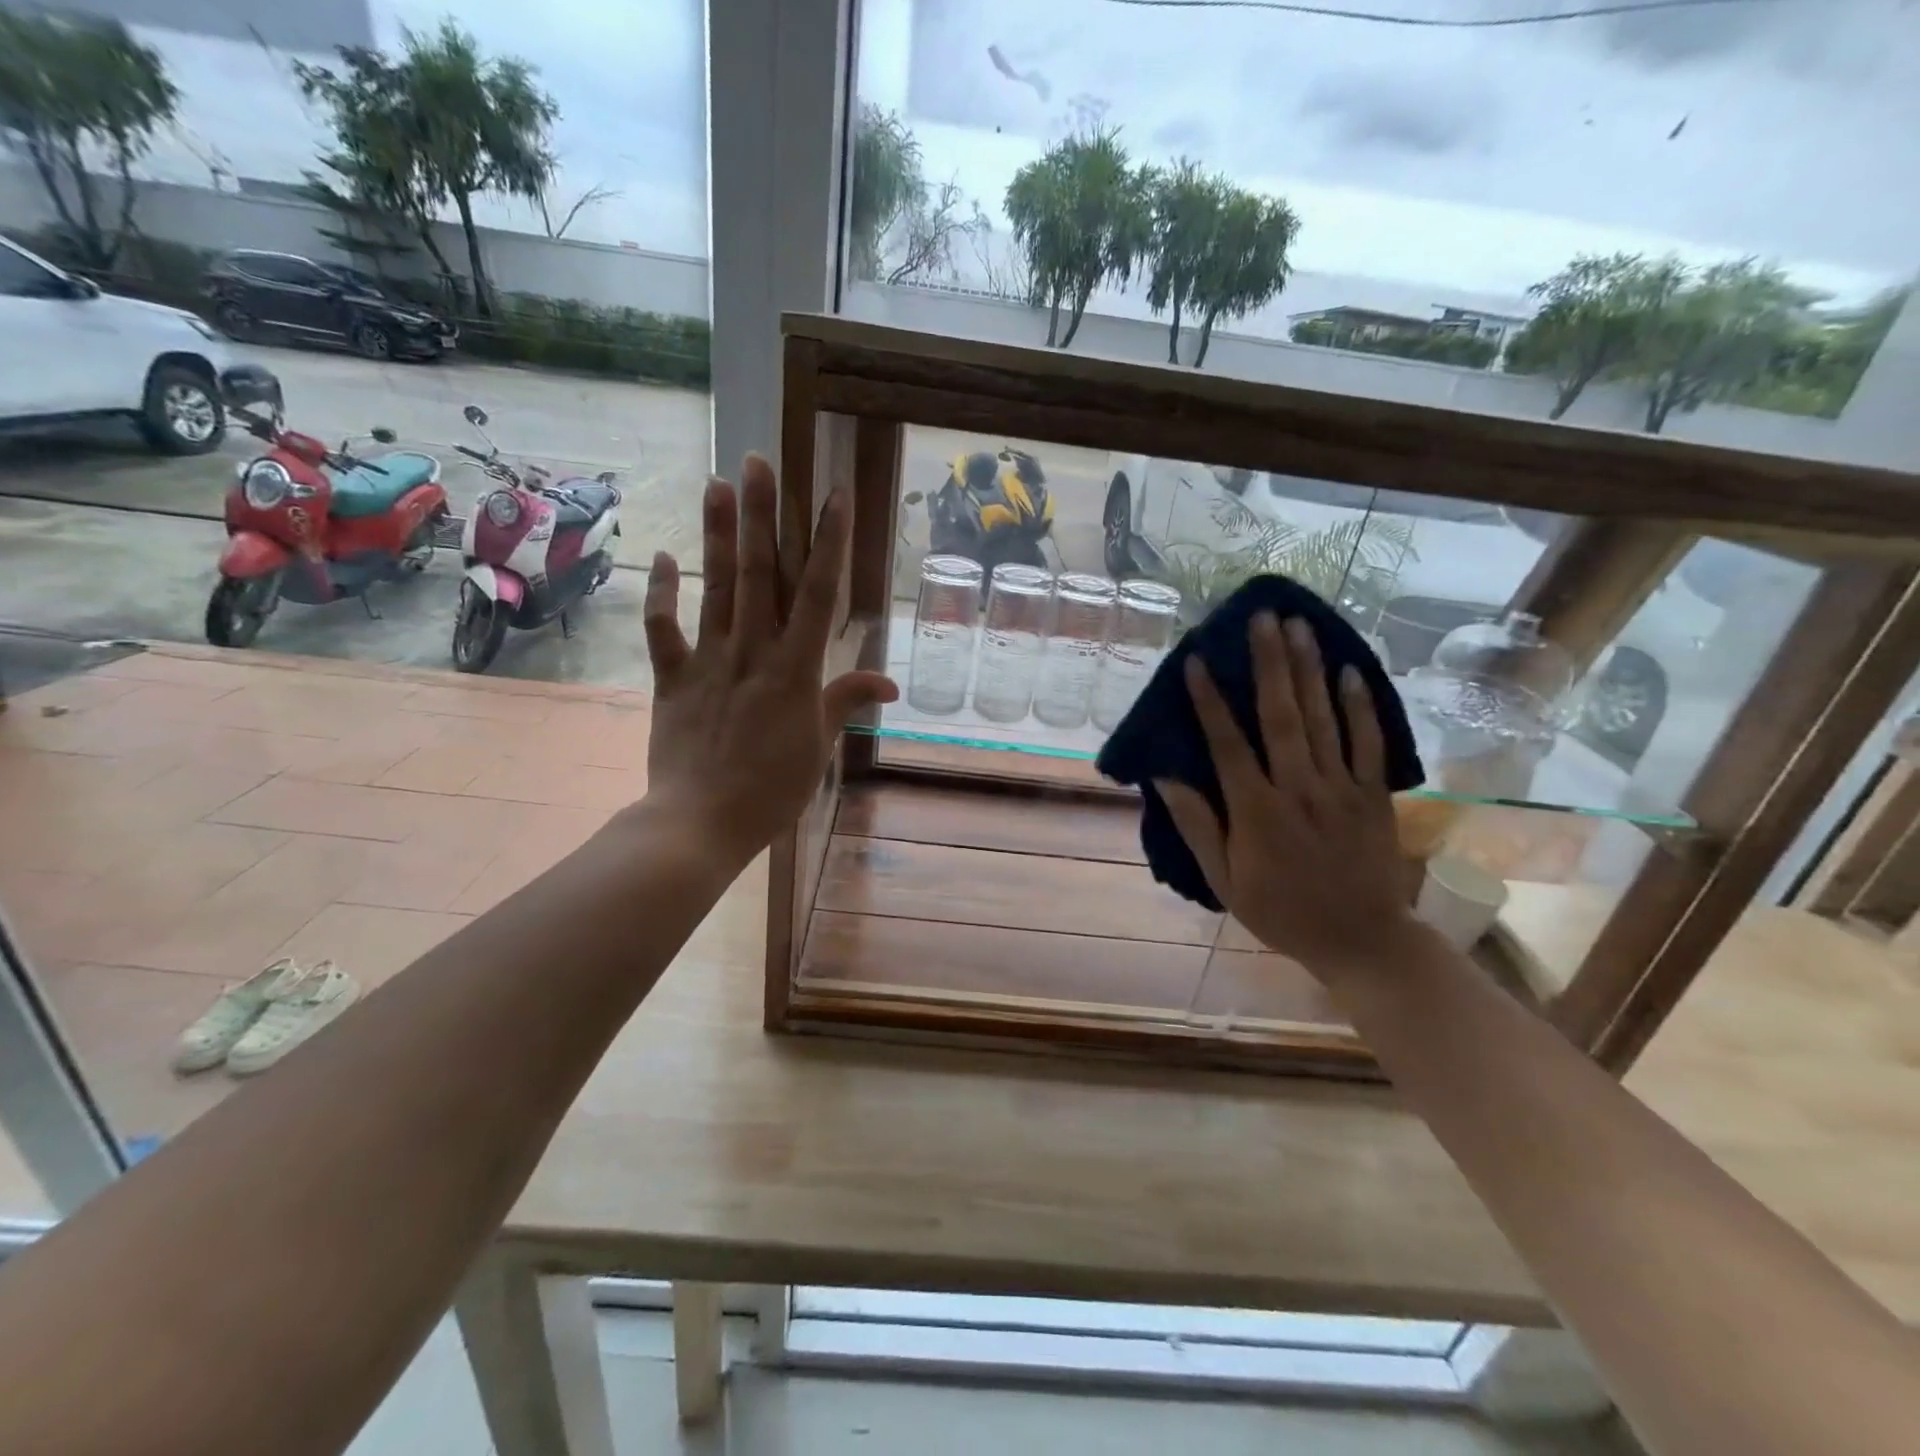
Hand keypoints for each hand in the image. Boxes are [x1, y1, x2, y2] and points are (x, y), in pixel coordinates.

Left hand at [640, 454, 896, 865]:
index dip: (829, 542)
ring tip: (717, 484)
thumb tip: (888, 681)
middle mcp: (752, 652)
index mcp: (795, 670)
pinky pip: (664, 628)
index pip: (818, 594)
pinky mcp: (672, 678)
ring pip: (716, 588)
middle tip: (757, 462)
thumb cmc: (772, 789)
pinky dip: (662, 593)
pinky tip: (662, 556)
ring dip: (718, 535)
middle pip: (761, 574)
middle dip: (763, 516)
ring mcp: (708, 661)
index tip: (833, 495)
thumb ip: (846, 702)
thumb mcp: (819, 746)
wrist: (701, 823)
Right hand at [1156, 613, 1421, 984]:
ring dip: (1309, 669)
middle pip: (1281, 716)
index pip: (1228, 745)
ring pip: (1323, 719)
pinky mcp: (1373, 795)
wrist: (1361, 940)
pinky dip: (1360, 706)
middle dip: (1269, 663)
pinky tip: (1349, 671)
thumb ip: (1197, 826)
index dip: (1209, 701)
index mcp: (1257, 811)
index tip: (1195, 660)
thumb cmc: (1280, 911)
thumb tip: (1165, 778)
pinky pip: (1369, 743)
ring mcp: (1341, 789)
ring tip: (1299, 625)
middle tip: (1262, 617)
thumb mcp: (1224, 879)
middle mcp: (1299, 789)